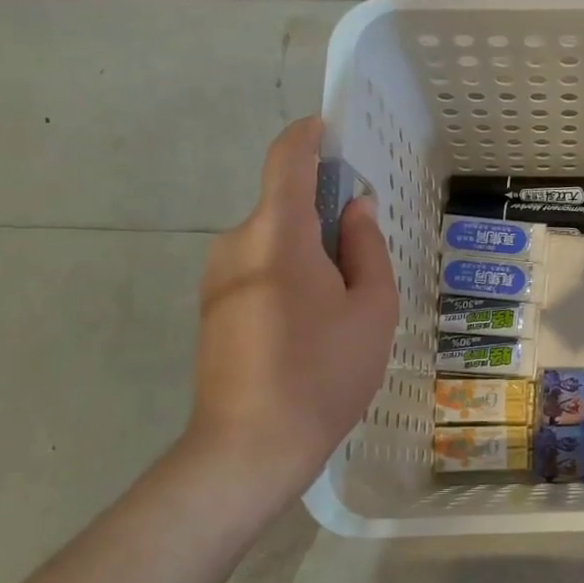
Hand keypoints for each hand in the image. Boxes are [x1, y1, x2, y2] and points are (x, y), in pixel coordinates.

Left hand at [188, 117, 397, 492]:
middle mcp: (236, 243)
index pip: (287, 158)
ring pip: (274, 242)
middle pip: (285, 206)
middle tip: (366, 261)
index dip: (310, 136)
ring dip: (310, 253)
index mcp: (277, 234)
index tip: (335, 133)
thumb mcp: (371, 309)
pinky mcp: (212, 308)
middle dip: (326, 217)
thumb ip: (366, 248)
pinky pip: (258, 270)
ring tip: (343, 308)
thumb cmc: (323, 373)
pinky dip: (289, 277)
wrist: (249, 449)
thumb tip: (354, 209)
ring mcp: (217, 278)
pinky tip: (311, 328)